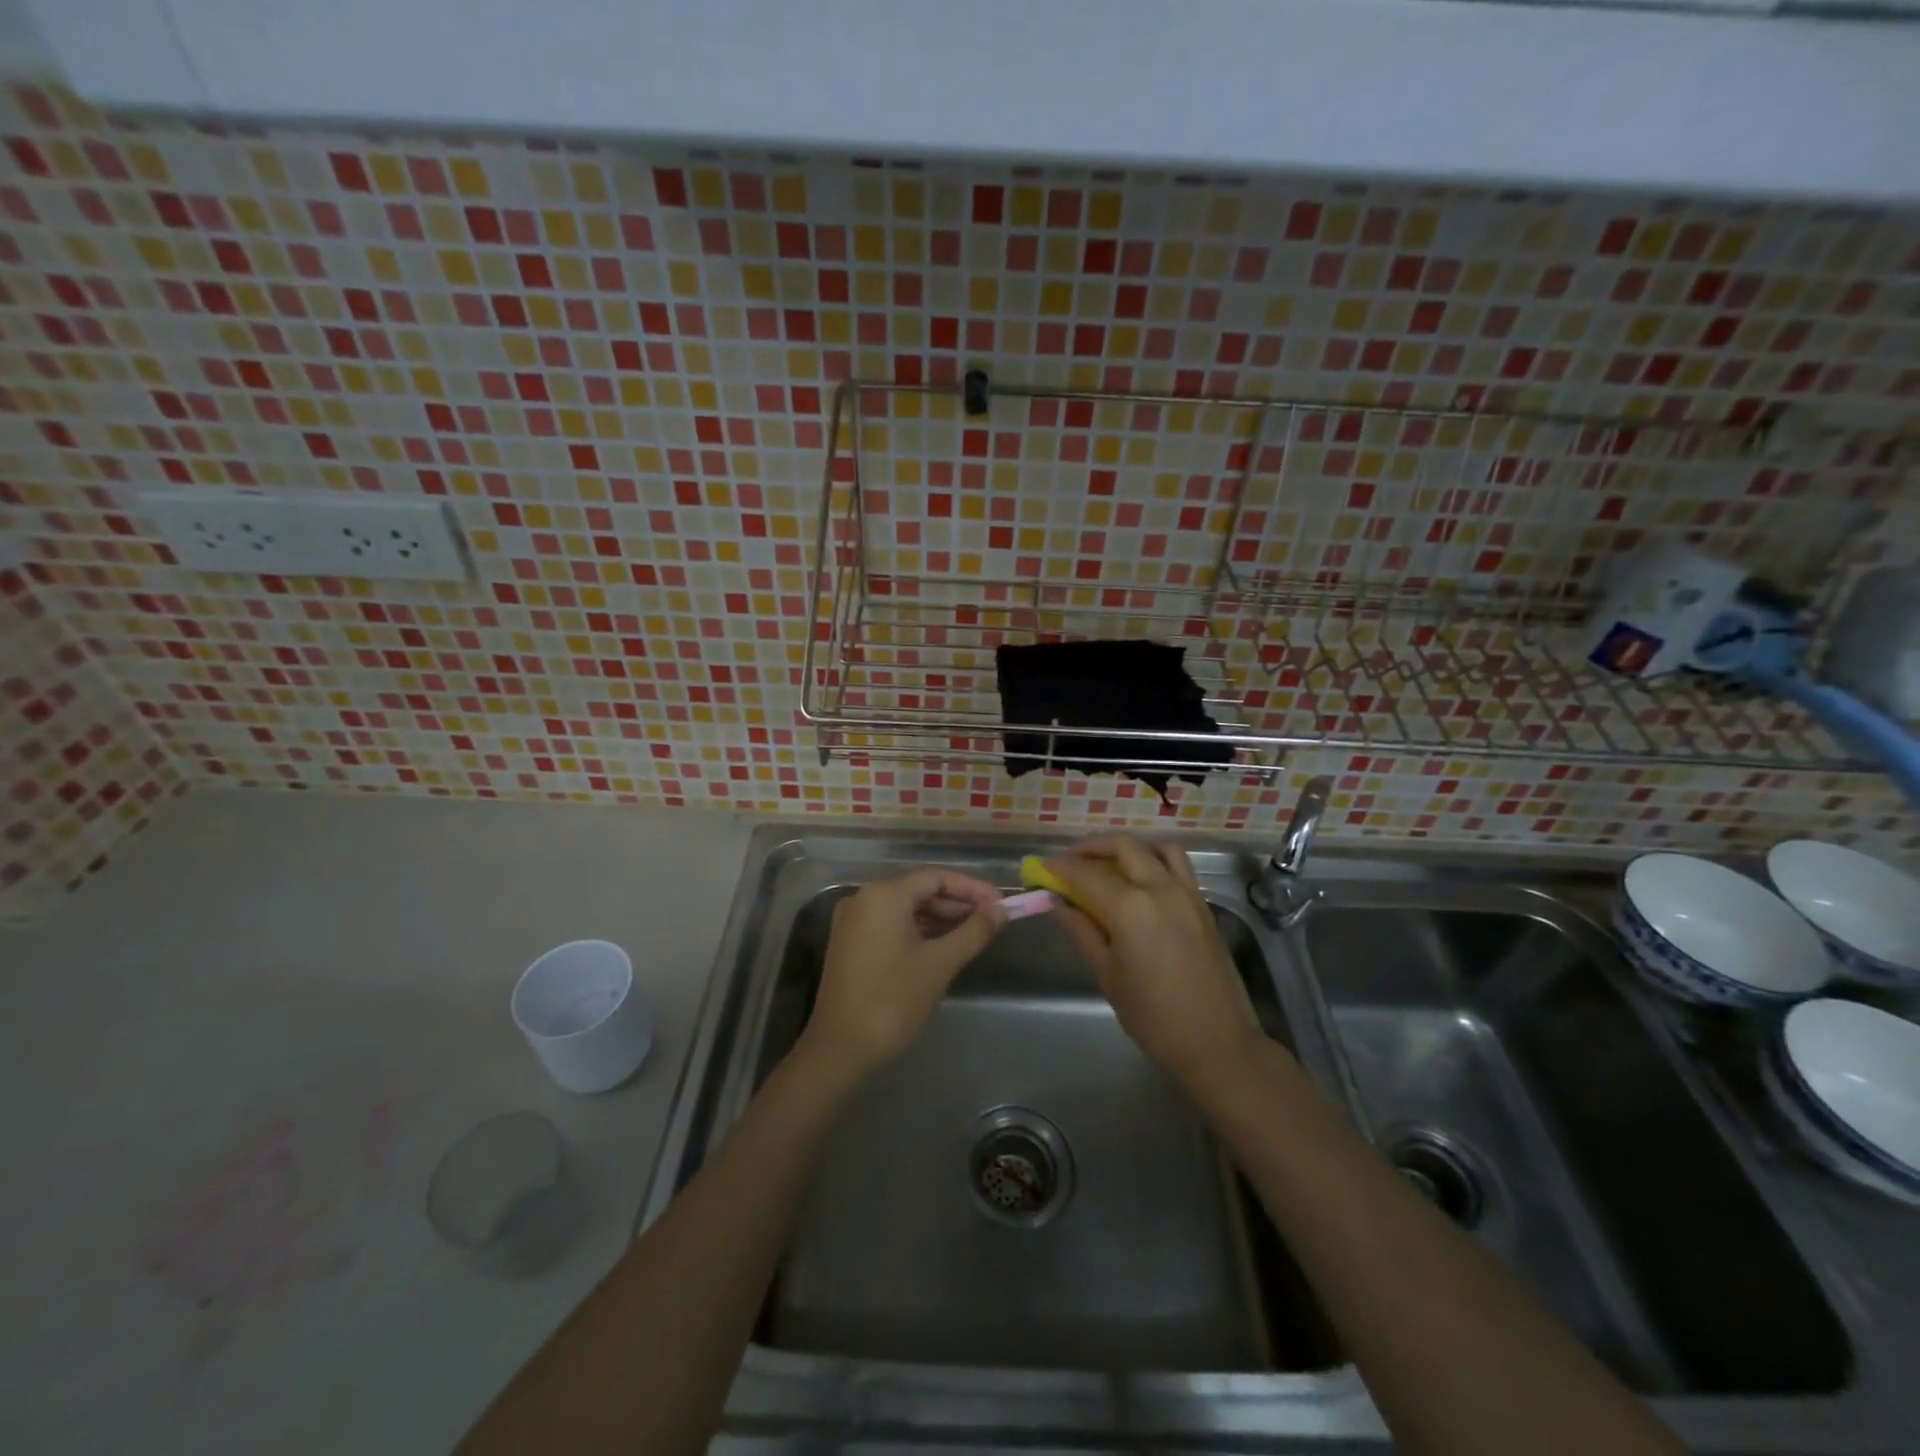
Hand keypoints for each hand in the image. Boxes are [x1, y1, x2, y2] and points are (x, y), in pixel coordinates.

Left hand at [803, 868, 1006, 1076]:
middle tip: (991, 920)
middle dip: (957, 903)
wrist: (840, 1049)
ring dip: (940, 918)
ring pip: (906, 909)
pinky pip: (891, 925)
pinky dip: (919, 931)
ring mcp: (854, 922)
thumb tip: (1001, 911)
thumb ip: (973, 931)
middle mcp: (864, 899)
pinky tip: (944, 946)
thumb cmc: (893, 1000)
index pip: (936, 877)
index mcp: (884, 895)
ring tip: (974, 934)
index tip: (1000, 904)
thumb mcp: (940, 964)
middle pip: (919, 890)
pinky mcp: (851, 944)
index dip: (972, 888)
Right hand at [1044, 837, 1262, 1089]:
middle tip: (1071, 861)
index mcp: (1130, 907)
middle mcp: (1160, 888)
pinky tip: (1142, 884)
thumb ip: (1083, 931)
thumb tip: (1059, 905)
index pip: (1086, 873)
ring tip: (1110, 864)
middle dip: (1092, 847)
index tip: (1042, 868)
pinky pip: (1178, 866)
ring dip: (1129, 848)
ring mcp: (1188, 893)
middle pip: (1124, 846)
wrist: (1217, 1043)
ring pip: (1157, 848)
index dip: (1060, 867)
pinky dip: (1155, 861)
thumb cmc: (1153, 1016)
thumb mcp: (1108, 974)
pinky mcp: (1204, 906)